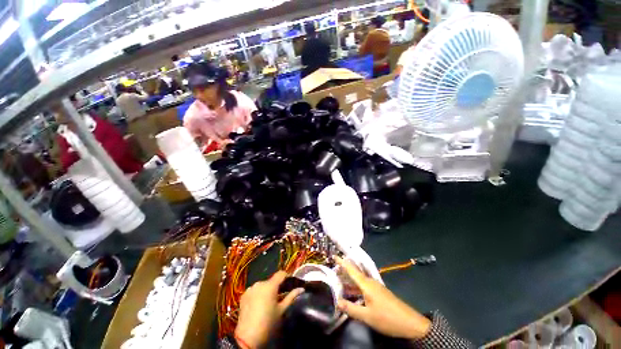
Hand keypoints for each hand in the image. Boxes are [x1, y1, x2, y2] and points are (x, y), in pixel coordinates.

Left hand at [235, 271, 303, 347]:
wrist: (247, 337)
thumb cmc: (268, 323)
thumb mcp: (281, 310)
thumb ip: (291, 297)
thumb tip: (301, 289)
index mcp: (270, 286)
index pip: (281, 273)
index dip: (286, 276)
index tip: (290, 283)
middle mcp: (260, 283)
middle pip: (271, 281)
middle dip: (276, 286)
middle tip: (280, 296)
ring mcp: (250, 288)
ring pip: (262, 285)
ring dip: (266, 290)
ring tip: (268, 302)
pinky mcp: (244, 295)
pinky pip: (254, 290)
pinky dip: (258, 294)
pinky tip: (258, 304)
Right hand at [336, 257, 430, 339]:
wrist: (410, 323)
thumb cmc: (387, 318)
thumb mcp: (367, 316)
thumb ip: (351, 308)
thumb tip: (337, 302)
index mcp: (366, 284)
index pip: (351, 270)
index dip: (342, 263)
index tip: (334, 255)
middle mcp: (370, 282)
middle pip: (354, 273)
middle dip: (344, 271)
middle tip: (333, 270)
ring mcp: (375, 287)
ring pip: (359, 280)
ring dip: (349, 280)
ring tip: (339, 280)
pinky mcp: (379, 293)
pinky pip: (364, 286)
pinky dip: (355, 287)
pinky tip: (352, 292)